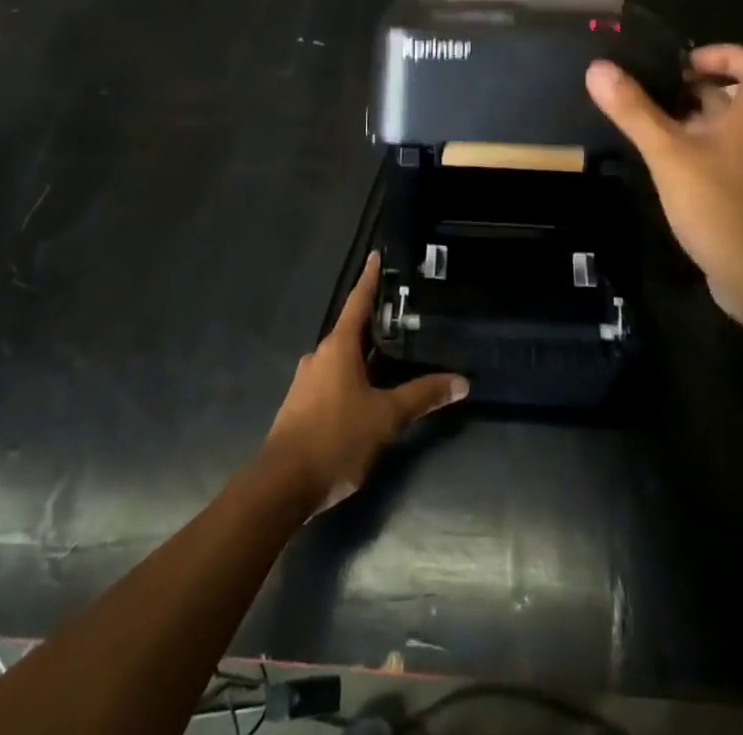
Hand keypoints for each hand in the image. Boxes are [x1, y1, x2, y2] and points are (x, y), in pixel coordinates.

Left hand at [260, 254, 467, 513]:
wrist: (280, 487)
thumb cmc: (335, 439)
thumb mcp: (386, 418)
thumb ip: (423, 396)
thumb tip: (461, 381)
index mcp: (338, 347)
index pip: (358, 301)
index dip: (370, 279)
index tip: (376, 255)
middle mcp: (320, 356)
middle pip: (351, 330)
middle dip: (375, 322)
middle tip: (403, 313)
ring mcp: (308, 382)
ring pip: (342, 358)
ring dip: (365, 354)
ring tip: (393, 355)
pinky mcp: (302, 407)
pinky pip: (333, 380)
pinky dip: (354, 377)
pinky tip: (369, 393)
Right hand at [587, 44, 742, 321]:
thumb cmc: (720, 205)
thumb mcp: (668, 153)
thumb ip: (633, 111)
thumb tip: (598, 67)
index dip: (724, 54)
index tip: (683, 62)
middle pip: (727, 96)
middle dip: (687, 87)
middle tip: (644, 89)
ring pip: (715, 129)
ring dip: (681, 120)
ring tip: (639, 121)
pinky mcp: (736, 195)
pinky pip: (710, 158)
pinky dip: (685, 151)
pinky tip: (655, 164)